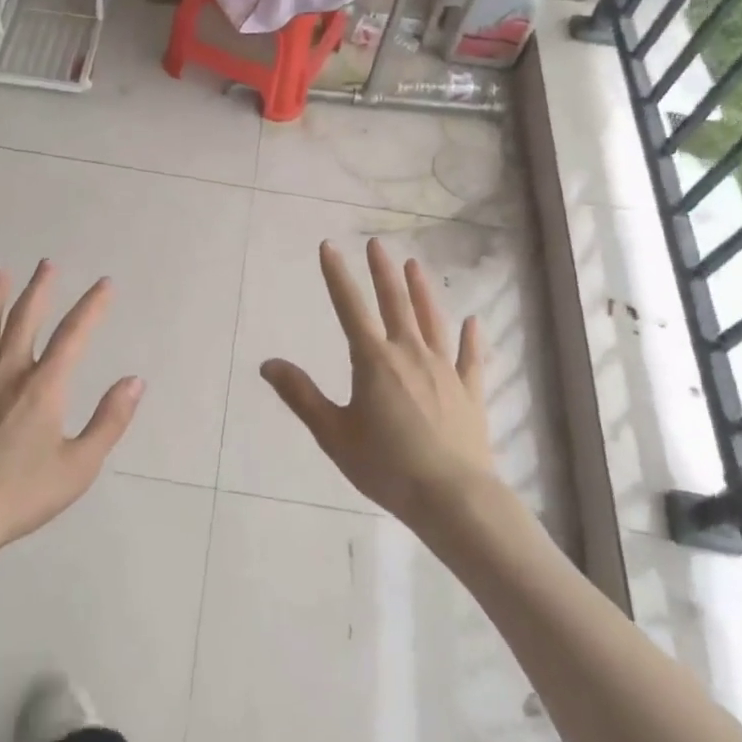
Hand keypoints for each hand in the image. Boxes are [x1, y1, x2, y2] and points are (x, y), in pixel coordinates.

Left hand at [0, 261, 143, 561]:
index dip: (92, 306)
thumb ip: (109, 421)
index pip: (74, 335)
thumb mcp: (79, 466)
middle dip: (39, 290)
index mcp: (44, 388)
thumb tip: (135, 381)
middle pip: (24, 321)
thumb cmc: (21, 496)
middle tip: (47, 264)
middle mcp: (7, 376)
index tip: (105, 284)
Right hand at [261, 238, 496, 530]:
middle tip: (376, 245)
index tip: (329, 246)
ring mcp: (444, 370)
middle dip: (383, 272)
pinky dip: (471, 337)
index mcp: (374, 361)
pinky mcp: (470, 391)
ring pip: (432, 320)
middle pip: (395, 303)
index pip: (350, 308)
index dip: (337, 276)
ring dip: (422, 291)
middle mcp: (410, 354)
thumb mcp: (333, 433)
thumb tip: (268, 363)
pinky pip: (471, 357)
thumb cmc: (386, 465)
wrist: (452, 496)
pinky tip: (473, 321)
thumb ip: (302, 395)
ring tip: (415, 266)